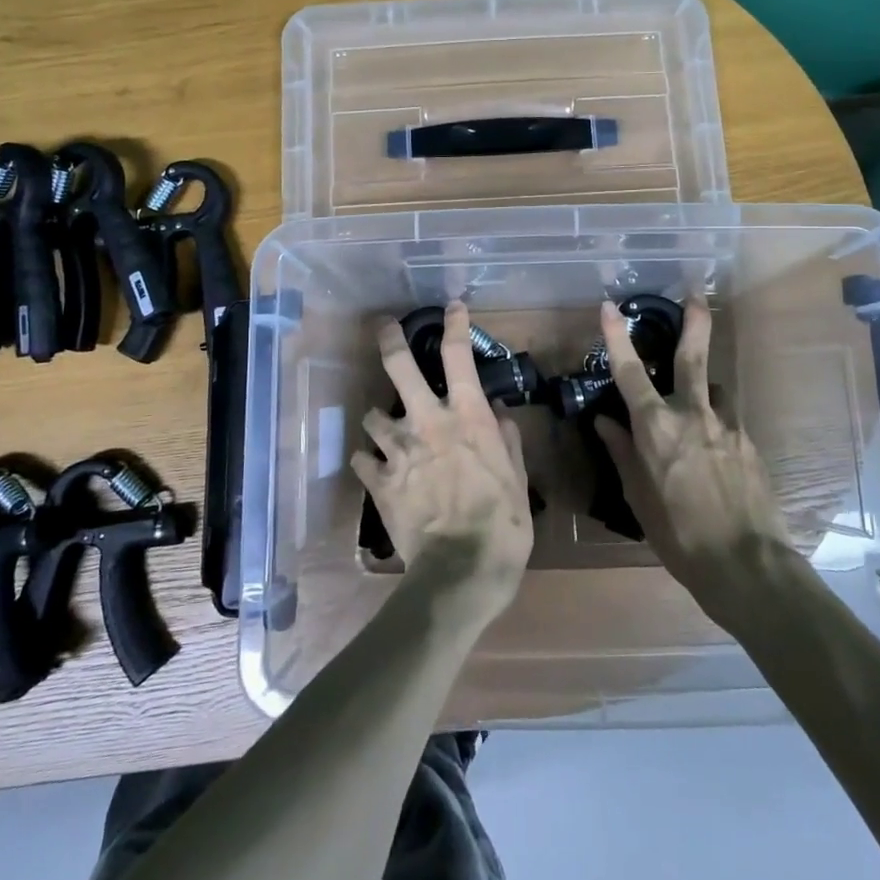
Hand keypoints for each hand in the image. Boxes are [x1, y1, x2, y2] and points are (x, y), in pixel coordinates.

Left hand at [352, 302, 533, 615]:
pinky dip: (366, 460)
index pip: (458, 355)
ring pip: (372, 414)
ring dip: (378, 418)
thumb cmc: (502, 523)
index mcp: (466, 416)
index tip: (452, 307)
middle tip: (385, 328)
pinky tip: (372, 467)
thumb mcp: (518, 478)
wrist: (460, 571)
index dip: (455, 324)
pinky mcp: (378, 481)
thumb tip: (497, 411)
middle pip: (399, 366)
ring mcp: (398, 450)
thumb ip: (506, 439)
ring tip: (384, 428)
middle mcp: (427, 422)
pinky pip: (361, 460)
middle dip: (390, 341)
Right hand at [594, 298, 795, 610]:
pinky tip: (715, 452)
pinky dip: (716, 423)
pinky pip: (728, 420)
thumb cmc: (679, 536)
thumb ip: (622, 453)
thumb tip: (604, 422)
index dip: (618, 337)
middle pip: (692, 357)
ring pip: (714, 390)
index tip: (609, 306)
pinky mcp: (750, 443)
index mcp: (656, 429)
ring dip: (703, 389)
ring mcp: (727, 427)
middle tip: (695, 293)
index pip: (630, 372)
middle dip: (694, 322)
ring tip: (696, 411)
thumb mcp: (639, 498)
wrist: (747, 567)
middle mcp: (692, 416)